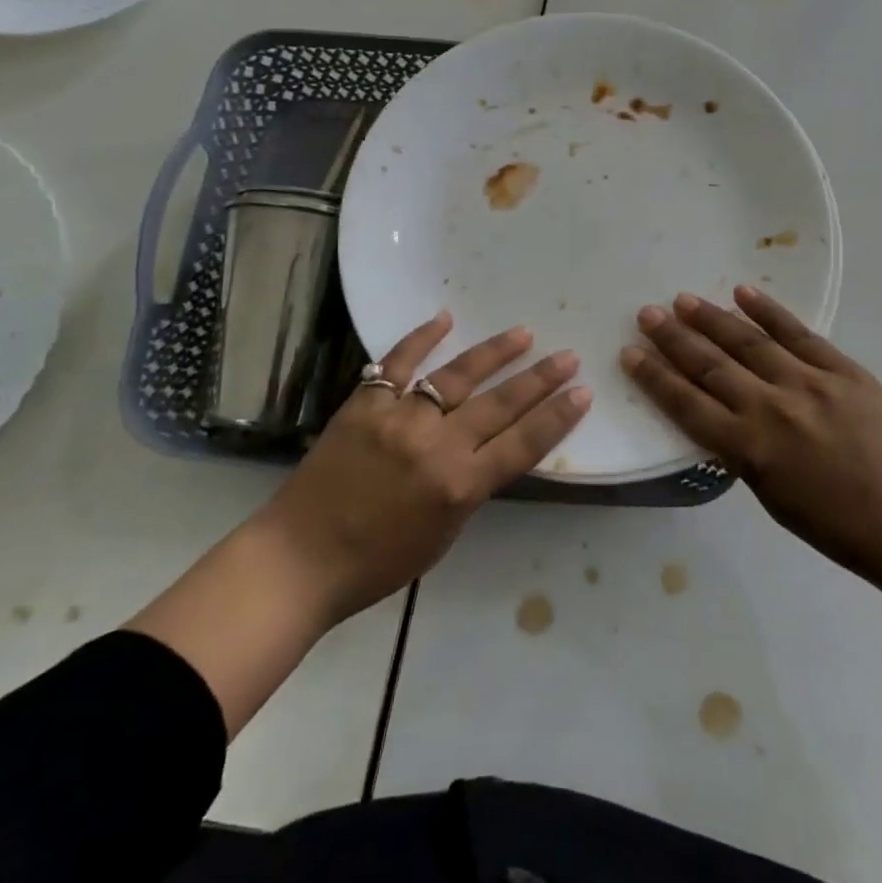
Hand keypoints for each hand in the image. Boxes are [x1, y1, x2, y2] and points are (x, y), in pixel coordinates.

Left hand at [263, 312, 591, 625]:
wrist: (298, 560)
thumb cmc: (377, 564)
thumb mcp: (443, 535)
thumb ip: (469, 487)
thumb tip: (486, 449)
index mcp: (459, 487)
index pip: (523, 443)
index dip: (557, 417)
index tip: (583, 393)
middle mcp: (434, 445)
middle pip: (499, 404)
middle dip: (539, 379)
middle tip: (567, 356)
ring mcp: (397, 419)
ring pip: (456, 376)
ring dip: (494, 353)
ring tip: (523, 334)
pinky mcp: (363, 405)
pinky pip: (396, 363)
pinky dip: (421, 339)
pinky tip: (444, 318)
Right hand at [620, 286, 881, 588]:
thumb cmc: (836, 526)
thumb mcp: (771, 497)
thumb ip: (741, 451)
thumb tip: (722, 412)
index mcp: (749, 449)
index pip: (687, 404)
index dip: (654, 377)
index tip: (630, 353)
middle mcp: (770, 407)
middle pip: (709, 364)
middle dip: (672, 338)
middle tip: (647, 314)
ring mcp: (809, 382)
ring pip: (748, 341)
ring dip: (710, 318)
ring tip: (682, 299)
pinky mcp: (843, 369)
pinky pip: (799, 332)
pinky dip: (769, 311)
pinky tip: (742, 292)